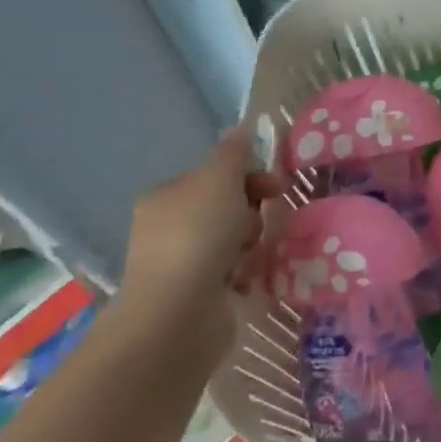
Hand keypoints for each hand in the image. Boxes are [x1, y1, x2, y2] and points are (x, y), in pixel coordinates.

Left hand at [117, 128, 283, 359]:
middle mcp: (165, 228)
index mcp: (165, 196)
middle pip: (226, 207)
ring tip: (252, 256)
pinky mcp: (194, 296)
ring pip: (233, 241)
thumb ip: (233, 152)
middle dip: (252, 213)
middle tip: (264, 222)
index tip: (276, 188)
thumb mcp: (220, 178)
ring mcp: (178, 264)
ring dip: (251, 244)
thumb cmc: (198, 235)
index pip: (215, 176)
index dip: (249, 177)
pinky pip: (232, 273)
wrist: (178, 314)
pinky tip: (248, 278)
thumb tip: (241, 127)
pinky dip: (245, 273)